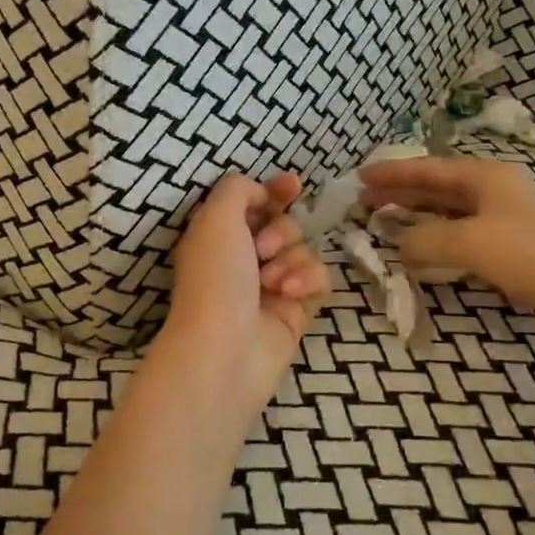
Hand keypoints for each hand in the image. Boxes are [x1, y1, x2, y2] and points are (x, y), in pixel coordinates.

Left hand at [159, 172, 330, 412]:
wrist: (224, 350)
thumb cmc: (214, 278)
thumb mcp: (215, 217)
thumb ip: (238, 189)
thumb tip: (262, 192)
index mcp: (220, 237)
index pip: (254, 203)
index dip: (275, 190)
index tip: (293, 184)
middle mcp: (245, 260)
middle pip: (284, 224)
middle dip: (280, 230)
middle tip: (263, 249)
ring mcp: (273, 287)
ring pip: (304, 250)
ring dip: (291, 259)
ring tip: (271, 282)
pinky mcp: (297, 311)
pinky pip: (320, 279)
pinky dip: (307, 280)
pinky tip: (289, 294)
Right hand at [360, 156, 534, 338]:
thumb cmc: (527, 255)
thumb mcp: (467, 243)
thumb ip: (424, 239)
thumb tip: (400, 245)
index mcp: (485, 176)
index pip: (427, 169)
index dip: (392, 173)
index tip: (360, 178)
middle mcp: (493, 188)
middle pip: (436, 185)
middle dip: (400, 192)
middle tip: (366, 201)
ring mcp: (503, 215)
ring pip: (447, 208)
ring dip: (416, 213)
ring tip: (386, 220)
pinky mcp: (509, 242)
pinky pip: (460, 230)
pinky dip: (435, 234)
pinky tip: (422, 246)